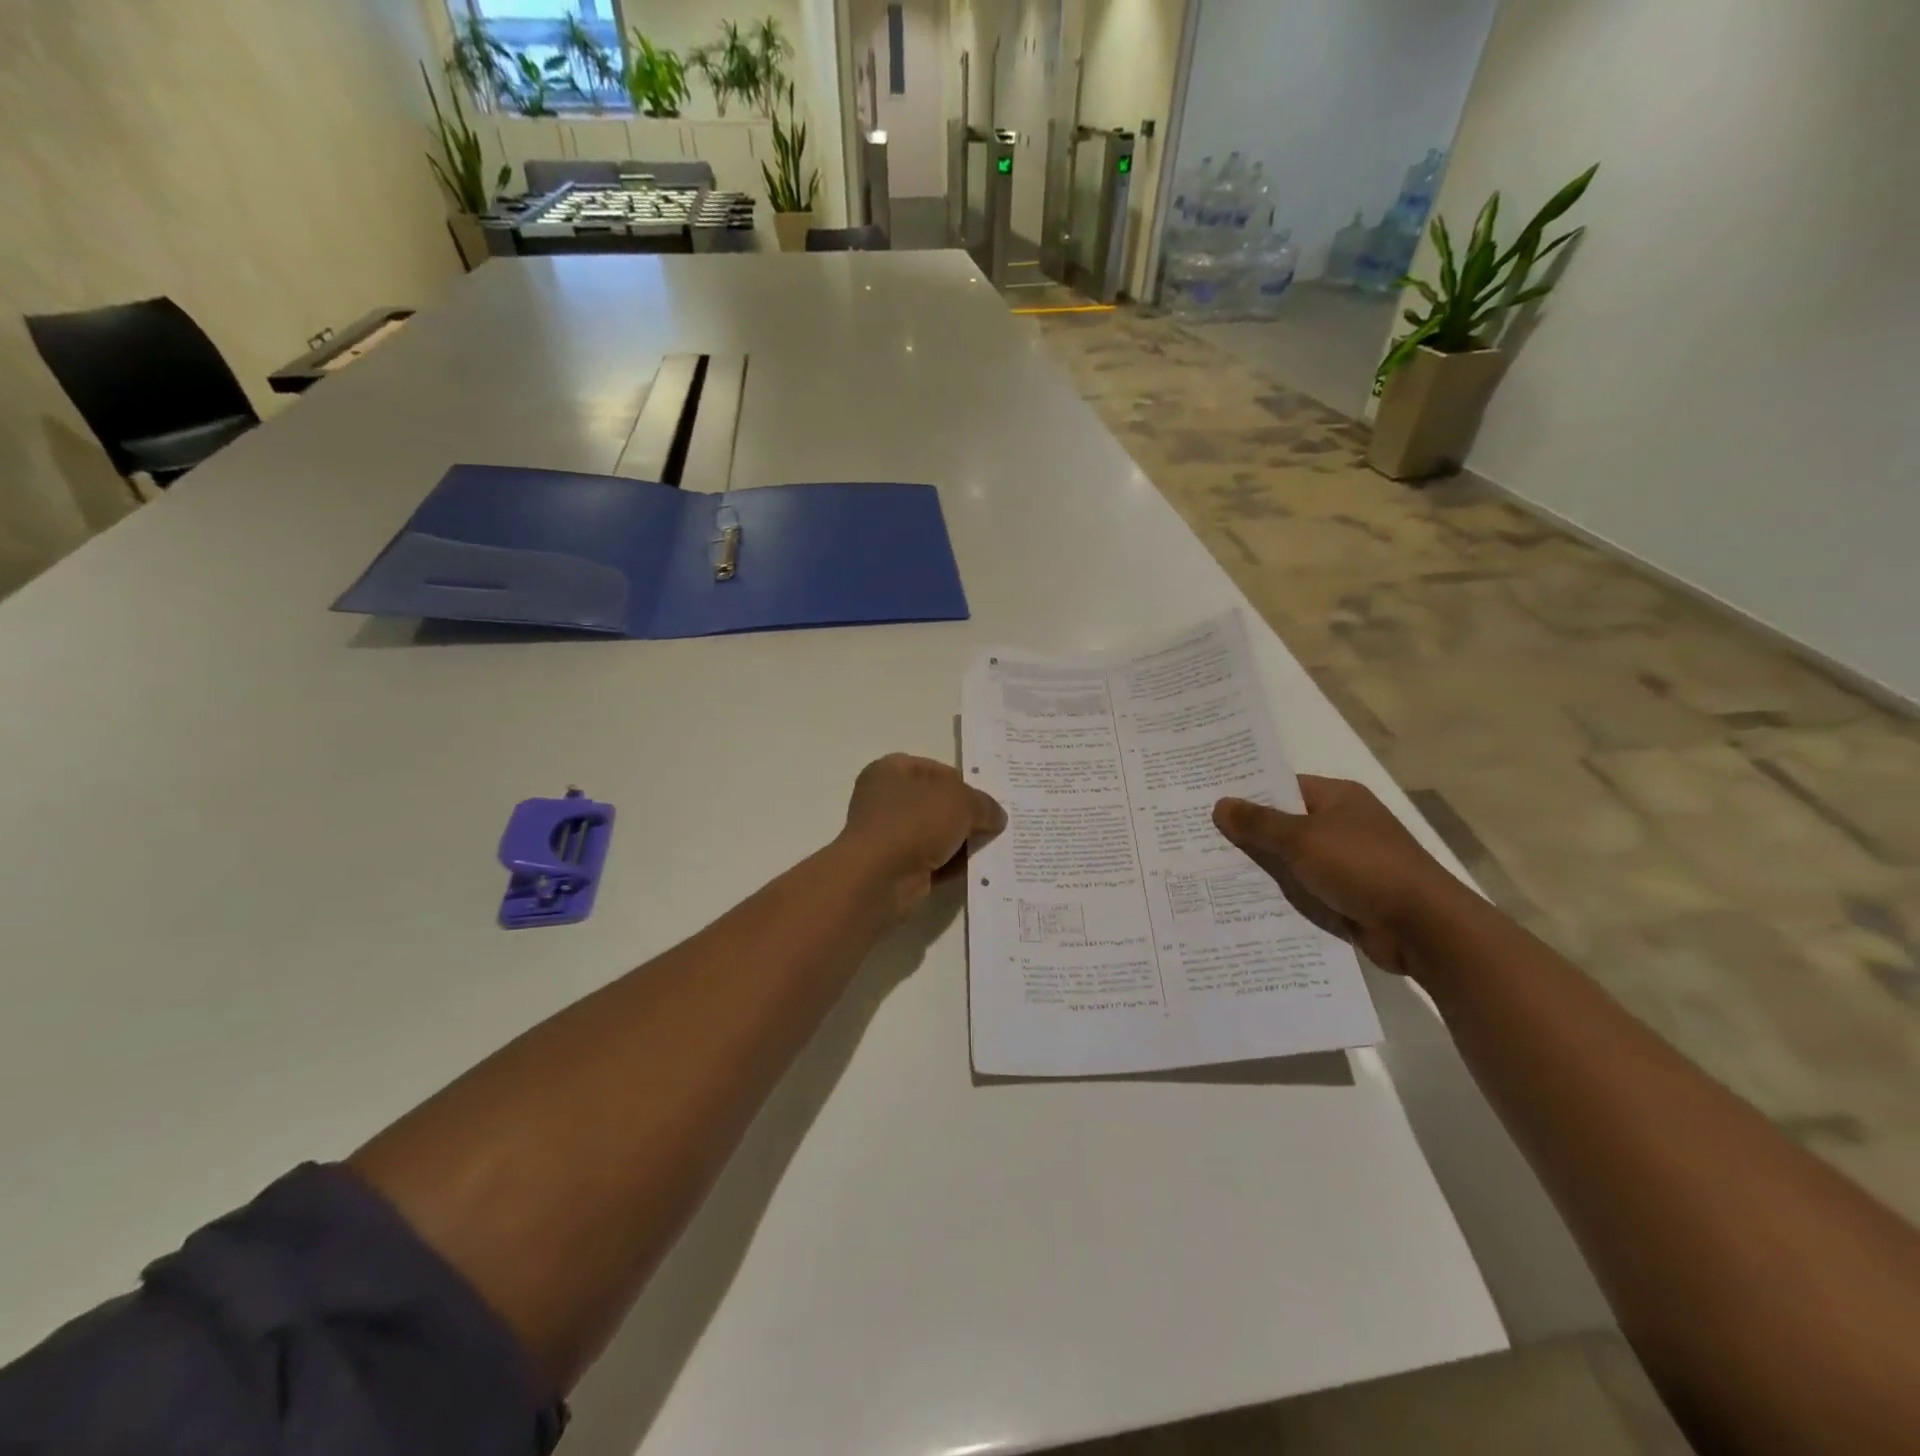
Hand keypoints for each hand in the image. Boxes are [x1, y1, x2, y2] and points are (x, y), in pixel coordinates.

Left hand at [839, 754, 1006, 919]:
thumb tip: (997, 817)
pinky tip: (982, 869)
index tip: (987, 797)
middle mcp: (885, 800)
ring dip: (962, 842)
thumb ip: (984, 804)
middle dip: (965, 814)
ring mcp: (890, 836)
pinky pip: (934, 862)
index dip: (963, 781)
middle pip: (936, 803)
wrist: (880, 877)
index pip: (934, 769)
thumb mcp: (962, 801)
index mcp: (891, 771)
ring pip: (936, 834)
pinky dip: (954, 865)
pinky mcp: (897, 868)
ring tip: (996, 846)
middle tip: (997, 823)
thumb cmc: (915, 821)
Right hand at [1212, 777, 1464, 975]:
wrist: (1422, 928)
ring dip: (1260, 867)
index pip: (1283, 787)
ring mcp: (1345, 862)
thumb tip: (1220, 804)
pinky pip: (1303, 889)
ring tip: (1207, 869)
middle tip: (1197, 836)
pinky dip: (1279, 894)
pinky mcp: (1346, 896)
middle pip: (1284, 823)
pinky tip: (1241, 900)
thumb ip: (1259, 823)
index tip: (1207, 800)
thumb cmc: (1362, 867)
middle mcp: (1342, 825)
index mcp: (1339, 798)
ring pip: (1291, 859)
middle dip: (1247, 832)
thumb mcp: (1302, 839)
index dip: (1247, 792)